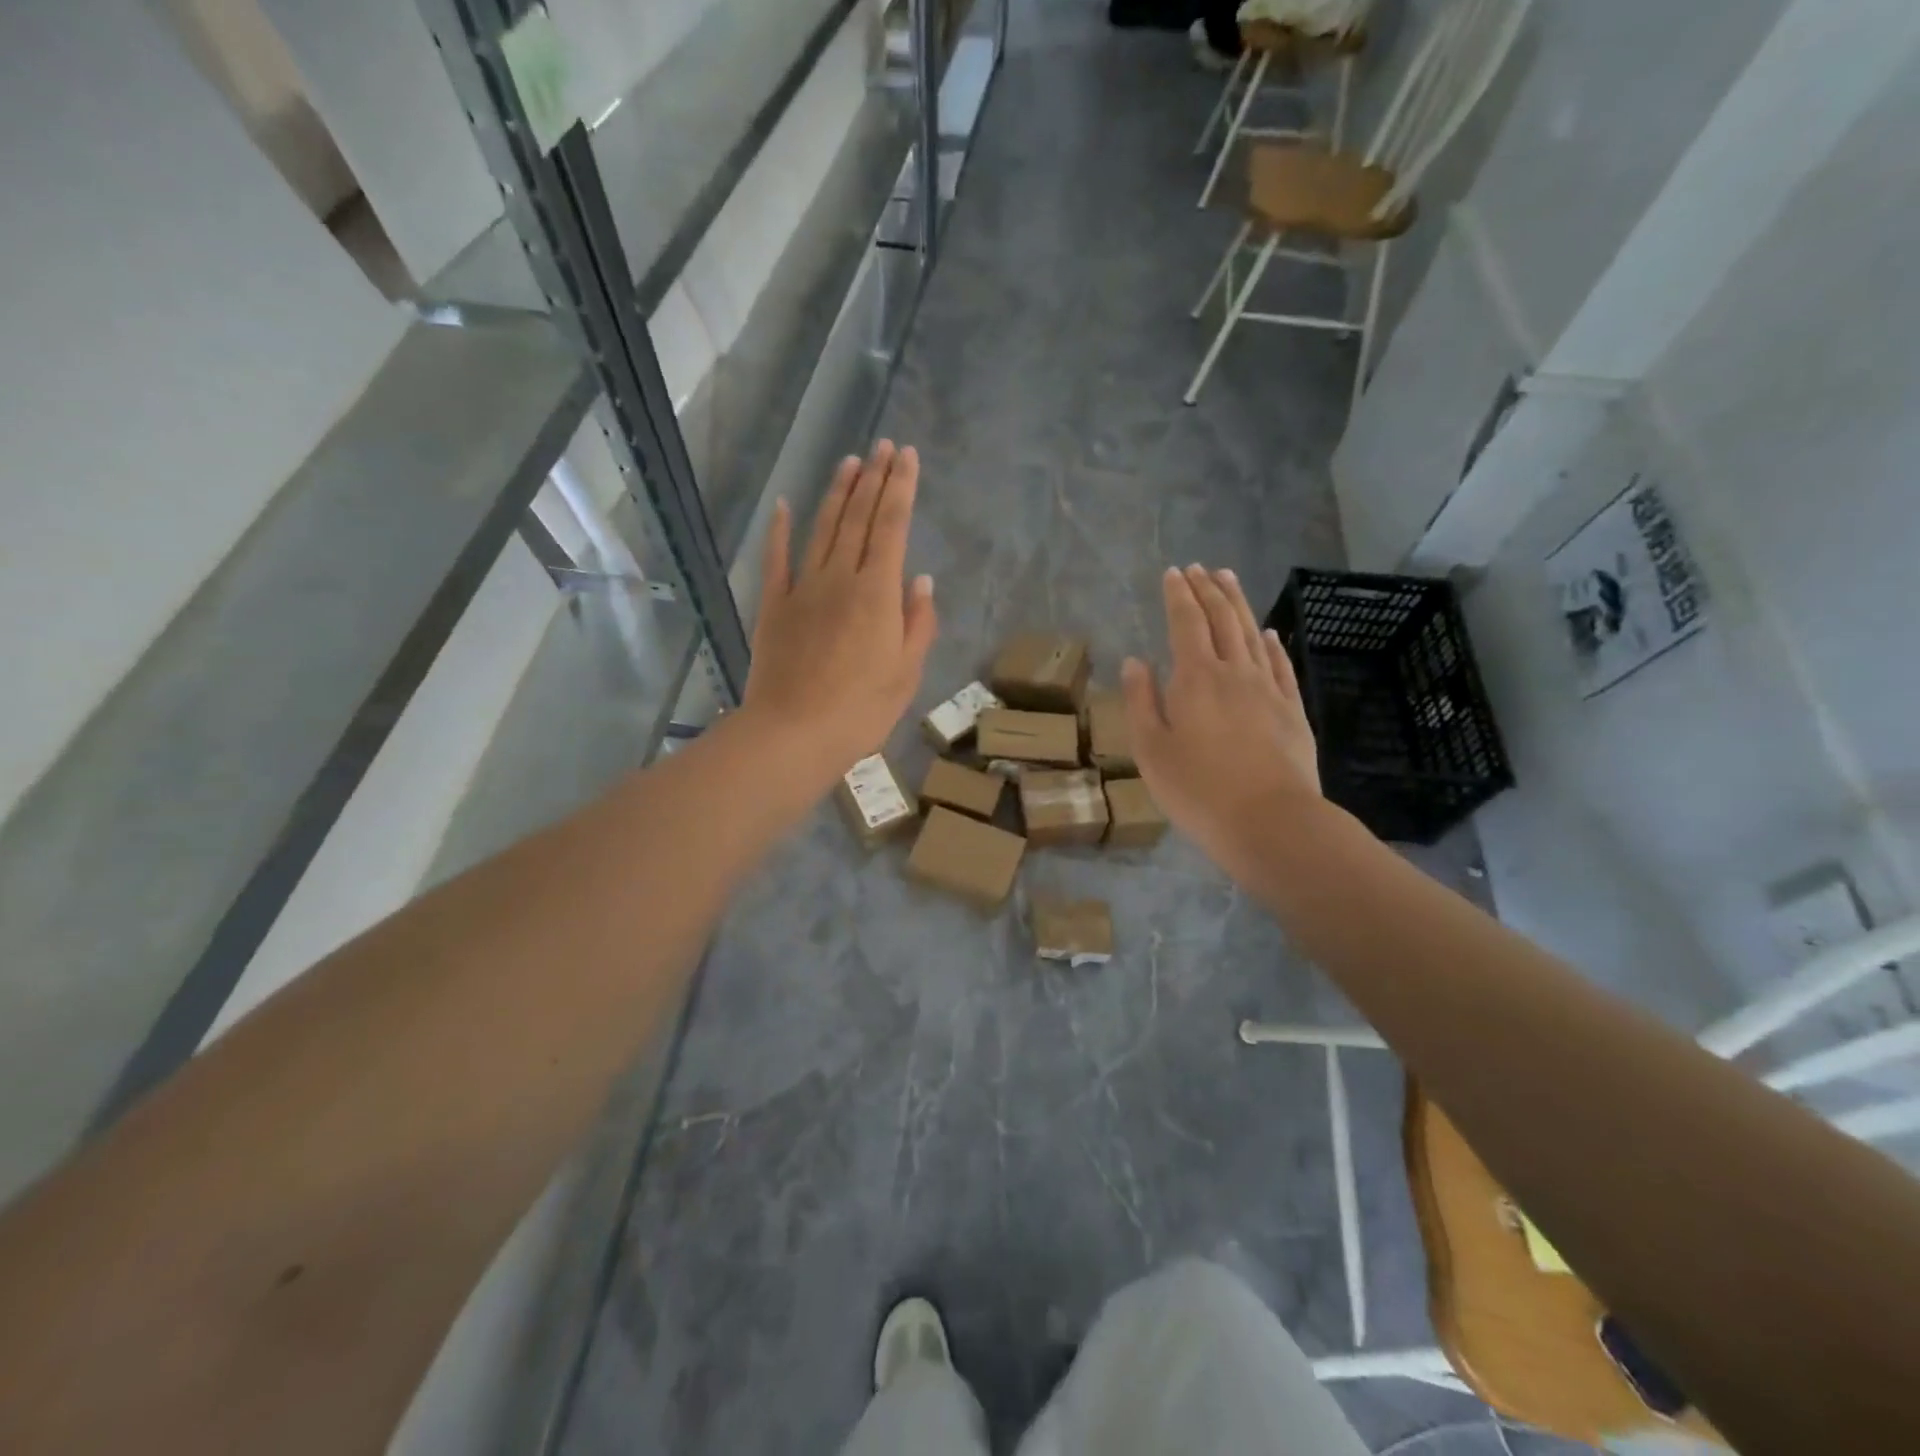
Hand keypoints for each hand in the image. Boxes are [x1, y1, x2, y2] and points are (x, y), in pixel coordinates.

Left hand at [741, 441, 936, 785]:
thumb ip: (918, 623)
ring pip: (822, 528)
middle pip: (859, 518)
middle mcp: (840, 578)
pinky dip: (779, 530)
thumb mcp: (906, 673)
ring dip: (837, 493)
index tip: (907, 456)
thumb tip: (921, 581)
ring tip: (850, 461)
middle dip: (874, 478)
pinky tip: (783, 505)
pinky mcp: (773, 606)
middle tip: (883, 446)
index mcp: (878, 593)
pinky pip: (777, 559)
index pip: (893, 526)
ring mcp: (802, 588)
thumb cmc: (861, 710)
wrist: (794, 733)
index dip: (901, 488)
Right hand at [1122, 565, 1322, 870]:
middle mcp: (1234, 672)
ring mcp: (1268, 689)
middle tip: (1200, 568)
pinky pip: (1280, 665)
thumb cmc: (1197, 790)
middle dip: (1208, 590)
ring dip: (1239, 604)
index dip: (1179, 595)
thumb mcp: (1151, 750)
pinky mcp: (1292, 710)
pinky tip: (1268, 633)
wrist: (1270, 822)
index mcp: (1195, 678)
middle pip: (1222, 619)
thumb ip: (1141, 701)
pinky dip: (1272, 643)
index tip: (1173, 573)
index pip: (1186, 623)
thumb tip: (1135, 661)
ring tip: (1228, 580)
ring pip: (1252, 634)